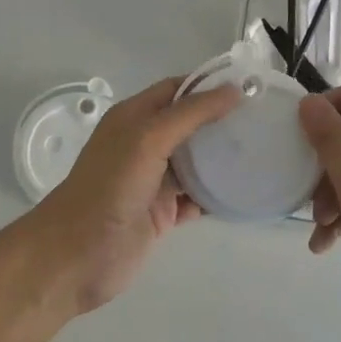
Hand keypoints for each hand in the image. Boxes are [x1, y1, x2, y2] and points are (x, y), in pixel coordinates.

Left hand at [6, 77, 239, 318]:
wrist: (77, 257)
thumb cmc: (110, 187)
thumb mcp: (149, 138)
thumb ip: (191, 113)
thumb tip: (235, 90)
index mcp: (135, 117)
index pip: (176, 89)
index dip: (208, 85)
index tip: (249, 86)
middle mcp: (144, 144)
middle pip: (189, 124)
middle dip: (221, 121)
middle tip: (263, 119)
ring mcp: (154, 180)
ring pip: (195, 162)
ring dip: (221, 158)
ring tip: (261, 151)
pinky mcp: (162, 214)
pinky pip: (196, 198)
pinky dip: (216, 195)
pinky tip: (243, 191)